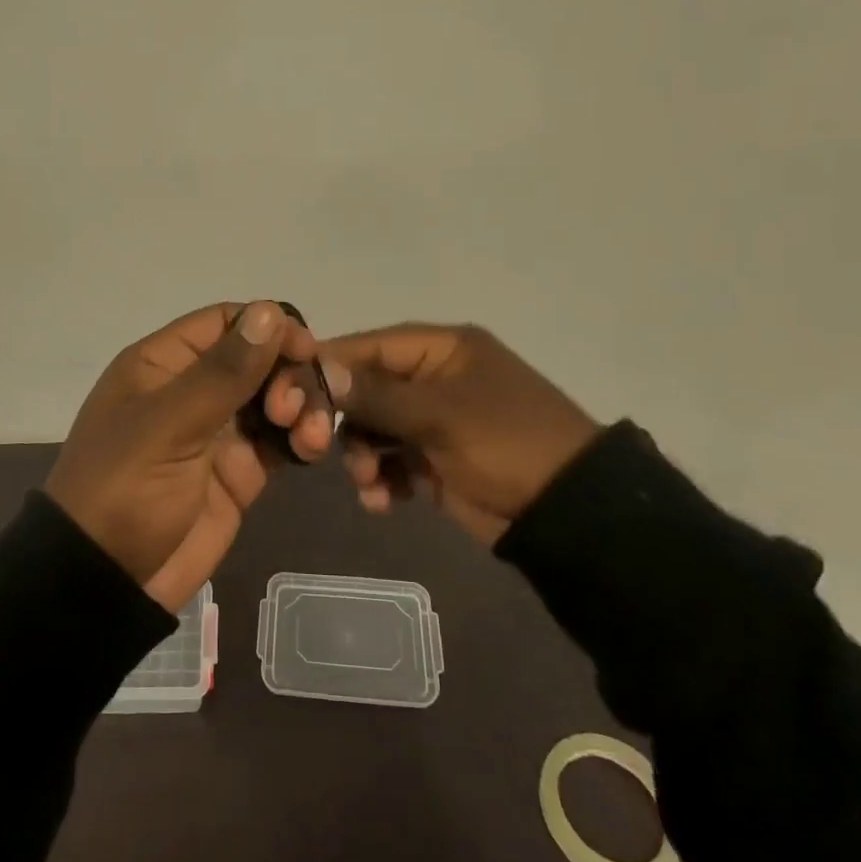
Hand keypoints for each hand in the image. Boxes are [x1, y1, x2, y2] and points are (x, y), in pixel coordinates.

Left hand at [46, 301, 340, 610]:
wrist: (107, 582)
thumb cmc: (124, 489)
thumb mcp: (168, 425)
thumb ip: (223, 372)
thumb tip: (268, 310)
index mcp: (164, 364)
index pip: (225, 322)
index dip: (267, 327)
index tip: (305, 347)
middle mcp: (195, 389)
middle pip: (258, 358)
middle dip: (288, 374)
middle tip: (292, 410)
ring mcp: (220, 431)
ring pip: (276, 398)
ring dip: (303, 407)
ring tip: (309, 437)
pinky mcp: (241, 471)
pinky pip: (281, 440)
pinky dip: (301, 439)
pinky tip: (310, 450)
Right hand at [321, 324, 601, 545]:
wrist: (569, 514)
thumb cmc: (506, 443)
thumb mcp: (440, 415)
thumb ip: (376, 395)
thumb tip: (319, 368)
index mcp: (441, 350)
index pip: (370, 346)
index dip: (330, 366)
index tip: (291, 392)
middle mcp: (434, 378)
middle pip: (366, 389)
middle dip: (346, 421)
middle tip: (321, 448)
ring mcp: (434, 420)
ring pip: (374, 429)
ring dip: (363, 456)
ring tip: (370, 483)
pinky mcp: (437, 460)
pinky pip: (393, 461)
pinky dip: (383, 480)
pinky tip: (382, 501)